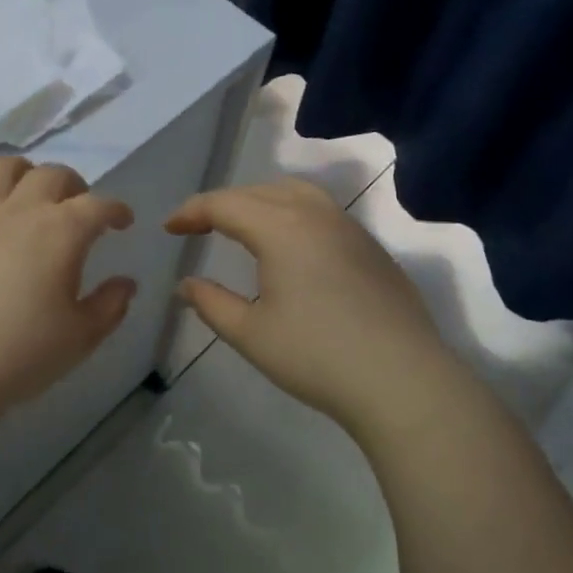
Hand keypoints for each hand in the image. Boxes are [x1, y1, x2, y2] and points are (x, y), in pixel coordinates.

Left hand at [0, 157, 136, 425]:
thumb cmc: (22, 355)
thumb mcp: (81, 337)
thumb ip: (110, 305)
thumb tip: (126, 283)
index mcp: (61, 232)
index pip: (98, 205)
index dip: (116, 209)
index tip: (123, 221)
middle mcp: (20, 210)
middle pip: (51, 175)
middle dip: (73, 185)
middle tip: (77, 206)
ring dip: (20, 171)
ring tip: (26, 190)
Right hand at [165, 178, 458, 436]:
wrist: (403, 381)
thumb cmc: (317, 357)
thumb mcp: (251, 334)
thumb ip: (212, 303)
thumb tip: (185, 285)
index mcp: (281, 228)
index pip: (224, 204)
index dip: (191, 212)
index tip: (169, 228)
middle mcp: (316, 214)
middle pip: (259, 191)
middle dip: (223, 204)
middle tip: (199, 227)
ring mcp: (350, 228)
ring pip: (296, 193)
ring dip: (261, 201)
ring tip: (243, 225)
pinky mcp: (372, 248)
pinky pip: (322, 211)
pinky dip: (293, 213)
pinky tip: (291, 246)